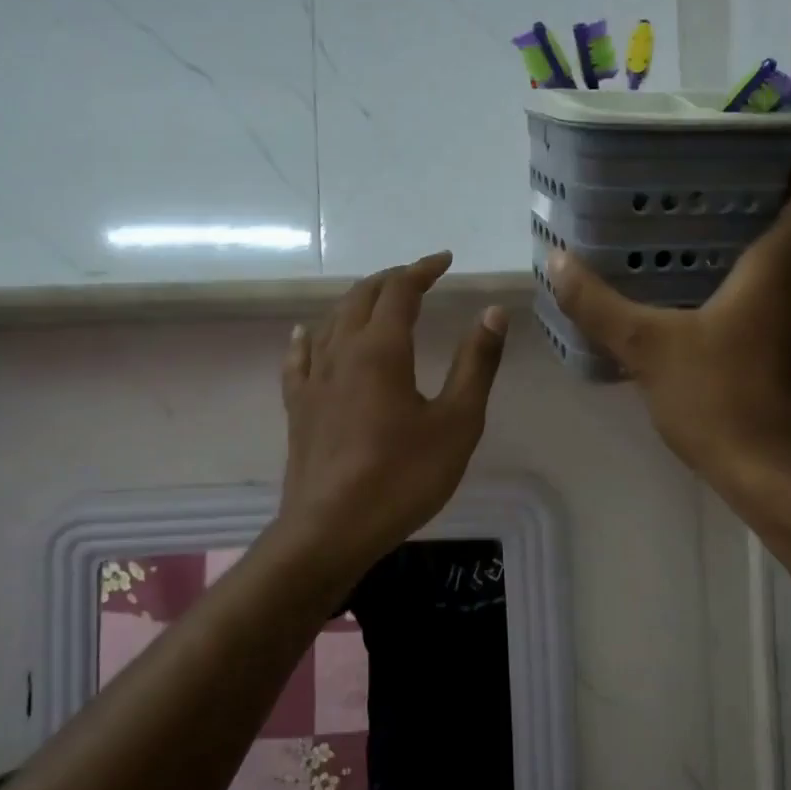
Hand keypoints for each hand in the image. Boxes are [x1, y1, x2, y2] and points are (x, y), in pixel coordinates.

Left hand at [277, 251, 507, 576]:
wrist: (331, 529)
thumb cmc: (403, 477)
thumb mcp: (457, 422)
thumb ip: (476, 364)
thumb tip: (493, 312)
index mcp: (381, 349)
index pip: (400, 290)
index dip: (422, 269)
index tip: (444, 260)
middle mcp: (341, 352)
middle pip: (361, 297)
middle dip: (391, 279)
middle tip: (418, 276)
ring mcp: (313, 379)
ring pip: (331, 321)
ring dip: (357, 301)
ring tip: (377, 299)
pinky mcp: (298, 407)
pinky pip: (300, 357)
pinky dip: (309, 336)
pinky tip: (307, 333)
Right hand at [547, 149, 790, 503]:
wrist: (767, 472)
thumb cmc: (717, 398)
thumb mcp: (647, 346)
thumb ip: (599, 304)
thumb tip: (558, 262)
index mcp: (777, 273)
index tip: (773, 149)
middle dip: (774, 200)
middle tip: (722, 185)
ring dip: (767, 243)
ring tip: (710, 232)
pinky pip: (783, 300)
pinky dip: (758, 283)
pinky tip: (710, 297)